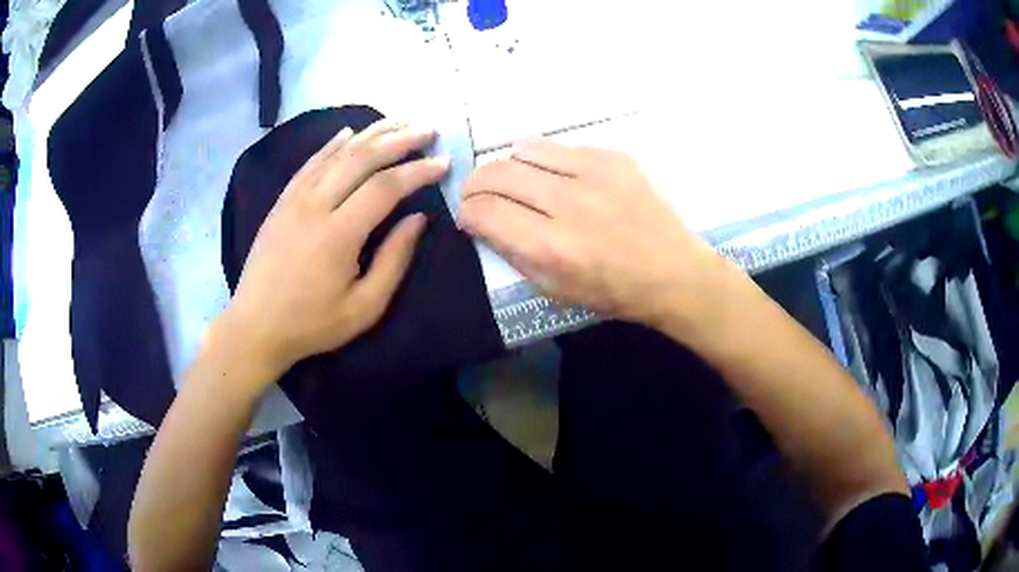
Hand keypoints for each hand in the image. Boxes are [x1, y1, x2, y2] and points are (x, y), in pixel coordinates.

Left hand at [222, 120, 448, 383]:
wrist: (255, 327)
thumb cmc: (312, 324)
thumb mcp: (364, 308)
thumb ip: (394, 260)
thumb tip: (418, 219)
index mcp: (338, 235)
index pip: (385, 187)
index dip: (418, 170)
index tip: (443, 162)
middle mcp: (314, 206)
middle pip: (361, 158)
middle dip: (400, 139)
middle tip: (428, 130)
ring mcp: (294, 199)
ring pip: (336, 153)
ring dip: (371, 134)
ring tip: (400, 122)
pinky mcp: (281, 201)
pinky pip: (310, 163)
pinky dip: (332, 144)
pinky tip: (349, 132)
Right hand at [460, 140, 734, 330]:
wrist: (675, 272)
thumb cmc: (614, 292)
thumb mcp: (554, 290)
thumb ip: (512, 253)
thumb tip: (483, 221)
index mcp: (551, 247)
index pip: (484, 211)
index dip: (466, 212)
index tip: (470, 216)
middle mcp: (568, 203)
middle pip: (496, 173)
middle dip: (475, 184)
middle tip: (480, 195)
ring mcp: (594, 173)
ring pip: (523, 151)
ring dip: (509, 167)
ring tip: (516, 182)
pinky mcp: (614, 157)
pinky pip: (559, 147)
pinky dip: (543, 159)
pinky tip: (551, 174)